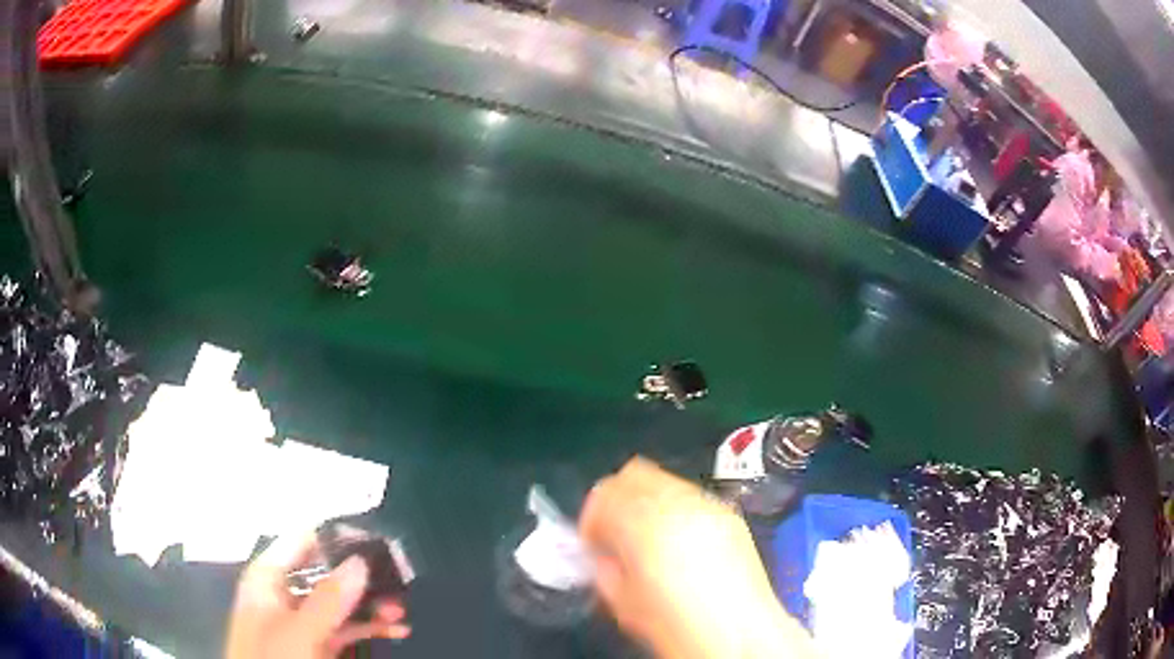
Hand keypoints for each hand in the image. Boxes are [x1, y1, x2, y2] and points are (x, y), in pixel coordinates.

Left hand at [225, 532, 410, 658]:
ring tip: (400, 611)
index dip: (337, 538)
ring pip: (340, 602)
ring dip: (371, 604)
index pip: (301, 541)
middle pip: (325, 572)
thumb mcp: (300, 631)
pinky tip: (395, 630)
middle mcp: (284, 594)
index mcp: (268, 579)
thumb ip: (328, 599)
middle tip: (397, 582)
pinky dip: (370, 627)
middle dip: (362, 578)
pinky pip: (346, 627)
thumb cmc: (275, 658)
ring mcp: (301, 621)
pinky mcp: (316, 643)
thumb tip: (360, 561)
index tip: (377, 543)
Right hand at [580, 457, 814, 658]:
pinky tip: (680, 543)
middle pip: (634, 474)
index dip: (591, 519)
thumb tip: (602, 553)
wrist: (739, 634)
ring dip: (648, 502)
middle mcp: (677, 502)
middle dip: (618, 500)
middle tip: (616, 534)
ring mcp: (708, 504)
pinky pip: (692, 496)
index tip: (593, 544)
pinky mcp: (730, 513)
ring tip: (650, 539)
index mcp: (643, 524)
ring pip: (665, 480)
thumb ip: (604, 567)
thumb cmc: (675, 624)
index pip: (603, 494)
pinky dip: (675, 509)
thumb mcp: (623, 602)